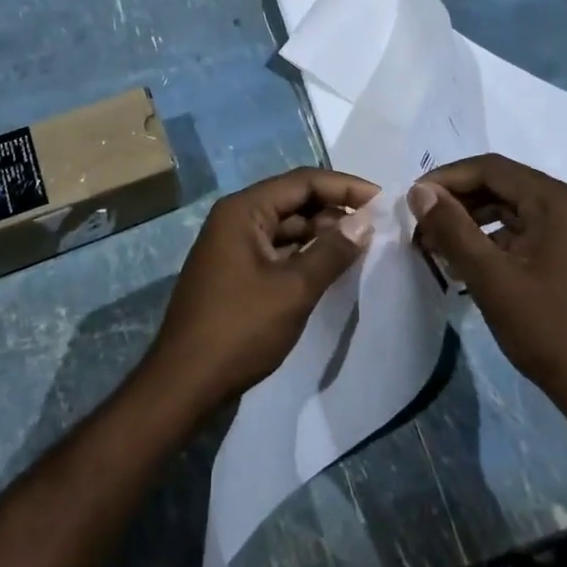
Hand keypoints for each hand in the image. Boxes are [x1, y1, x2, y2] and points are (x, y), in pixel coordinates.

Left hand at [143, 167, 377, 413]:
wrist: (184, 383)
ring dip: (320, 232)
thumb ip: (332, 251)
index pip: (302, 182)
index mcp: (243, 210)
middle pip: (293, 200)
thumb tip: (366, 220)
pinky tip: (330, 265)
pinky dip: (303, 253)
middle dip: (334, 209)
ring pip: (285, 226)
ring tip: (360, 244)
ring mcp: (232, 246)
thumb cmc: (240, 329)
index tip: (382, 200)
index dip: (344, 186)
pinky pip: (276, 249)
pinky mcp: (235, 272)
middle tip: (375, 225)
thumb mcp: (293, 289)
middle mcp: (235, 218)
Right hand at [409, 155, 566, 422]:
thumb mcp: (490, 277)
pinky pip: (530, 232)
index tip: (413, 200)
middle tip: (422, 224)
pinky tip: (470, 263)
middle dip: (459, 202)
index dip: (448, 179)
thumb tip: (419, 192)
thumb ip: (452, 228)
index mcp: (560, 202)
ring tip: (439, 244)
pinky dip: (497, 240)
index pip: (493, 169)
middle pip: (505, 185)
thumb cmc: (548, 330)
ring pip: (515, 209)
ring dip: (475, 221)